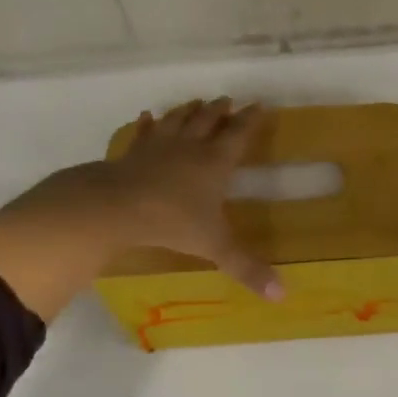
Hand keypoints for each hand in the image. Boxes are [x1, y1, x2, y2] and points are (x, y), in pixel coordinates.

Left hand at [98, 99, 283, 297]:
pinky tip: (147, 116)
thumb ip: (246, 268)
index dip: (250, 120)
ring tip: (196, 102)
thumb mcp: (214, 246)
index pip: (238, 135)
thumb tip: (282, 296)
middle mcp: (190, 147)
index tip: (258, 105)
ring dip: (189, 110)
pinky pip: (144, 133)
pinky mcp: (132, 153)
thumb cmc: (172, 221)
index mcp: (214, 162)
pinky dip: (148, 124)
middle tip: (227, 100)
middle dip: (219, 111)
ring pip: (178, 120)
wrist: (116, 206)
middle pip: (208, 120)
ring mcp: (158, 146)